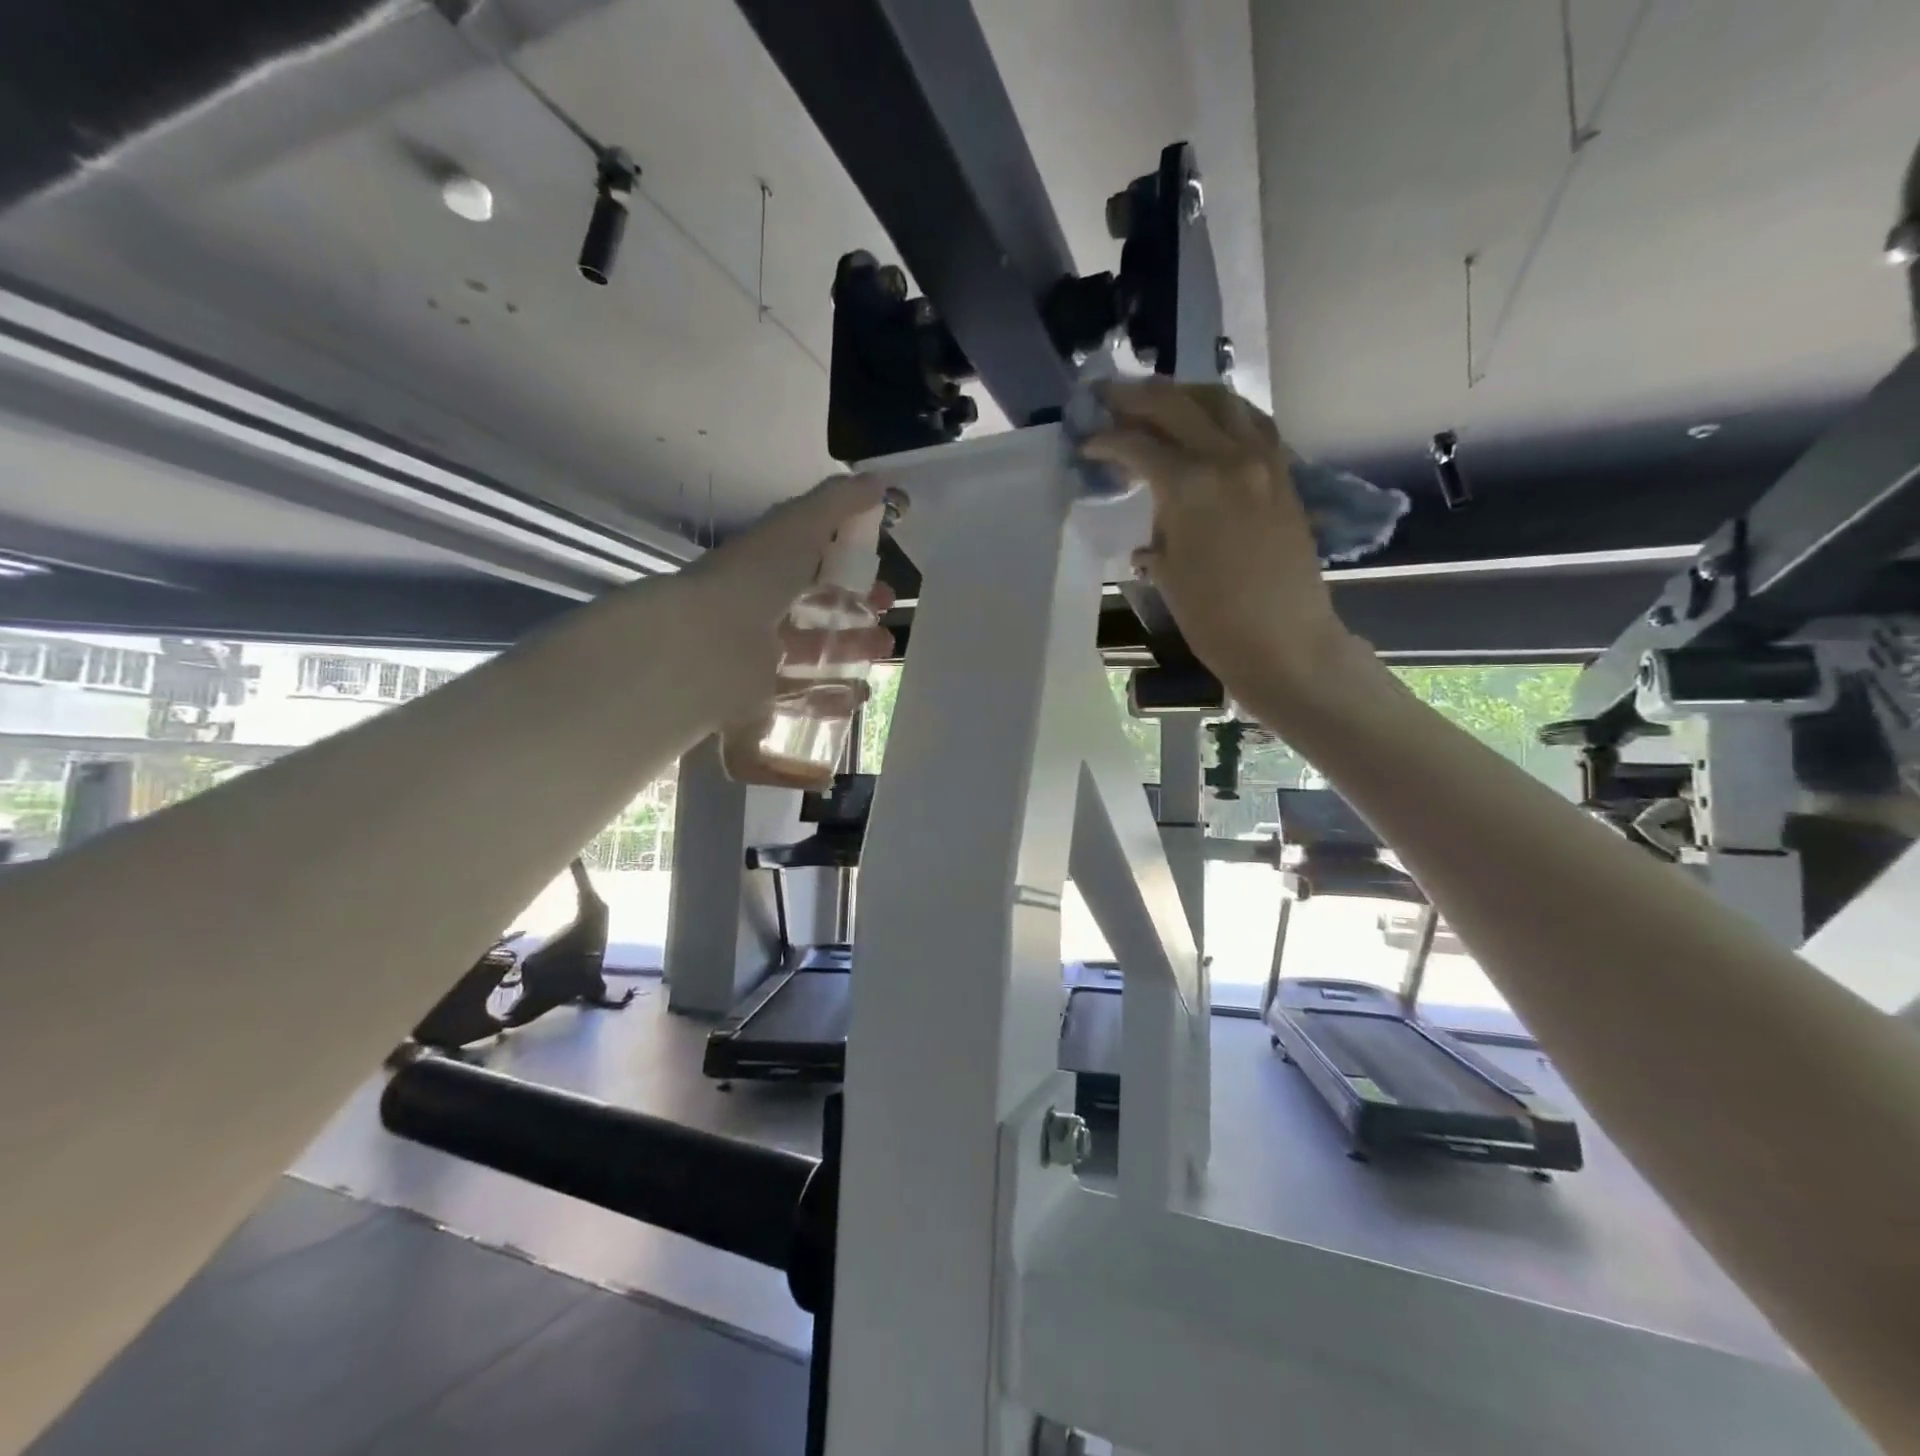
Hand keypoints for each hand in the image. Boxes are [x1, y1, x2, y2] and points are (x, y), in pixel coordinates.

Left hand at [681, 474, 895, 719]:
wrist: (707, 645)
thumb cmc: (754, 579)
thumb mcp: (798, 526)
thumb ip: (838, 503)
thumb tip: (882, 481)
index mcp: (765, 568)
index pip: (813, 566)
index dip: (851, 571)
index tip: (885, 582)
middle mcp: (759, 611)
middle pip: (816, 613)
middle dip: (857, 616)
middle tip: (888, 623)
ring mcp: (757, 657)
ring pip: (812, 654)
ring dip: (851, 653)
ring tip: (883, 654)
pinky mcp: (759, 698)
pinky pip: (801, 697)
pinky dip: (832, 697)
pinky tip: (860, 695)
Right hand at [1082, 379, 1351, 695]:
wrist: (1284, 641)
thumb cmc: (1214, 618)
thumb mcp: (1168, 572)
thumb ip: (1157, 530)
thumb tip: (1151, 526)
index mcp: (1192, 485)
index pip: (1139, 444)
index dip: (1106, 440)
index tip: (1085, 443)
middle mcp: (1230, 458)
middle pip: (1177, 404)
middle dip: (1137, 396)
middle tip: (1107, 397)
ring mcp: (1264, 460)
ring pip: (1221, 401)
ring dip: (1184, 394)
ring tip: (1157, 403)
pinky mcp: (1283, 473)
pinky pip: (1251, 423)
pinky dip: (1222, 414)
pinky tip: (1206, 425)